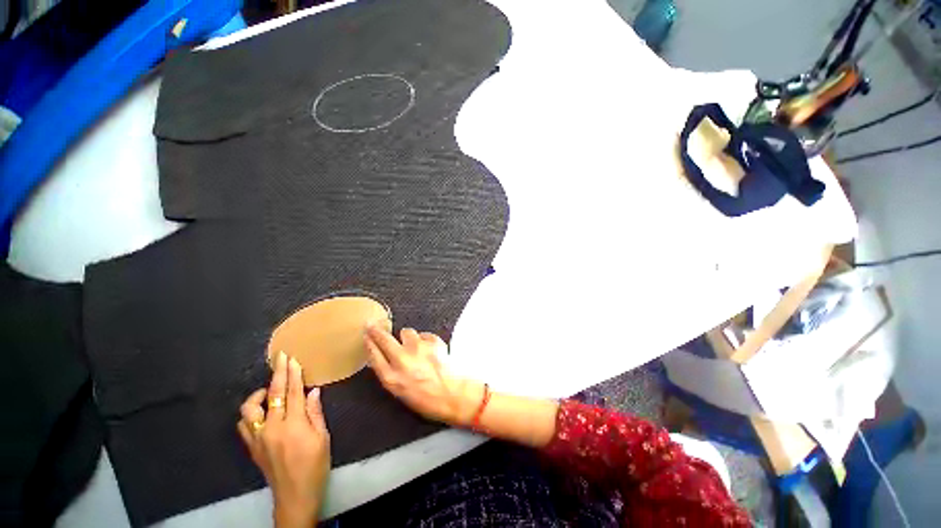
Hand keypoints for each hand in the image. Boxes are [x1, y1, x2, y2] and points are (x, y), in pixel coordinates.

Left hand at [238, 352, 330, 527]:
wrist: (294, 496)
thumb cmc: (315, 466)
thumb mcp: (323, 438)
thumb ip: (315, 413)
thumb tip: (313, 391)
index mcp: (294, 425)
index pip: (292, 392)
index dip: (293, 374)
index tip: (292, 358)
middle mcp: (272, 428)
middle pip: (273, 395)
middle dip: (278, 374)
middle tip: (281, 358)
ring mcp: (258, 438)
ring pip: (250, 409)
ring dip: (259, 394)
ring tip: (269, 389)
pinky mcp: (252, 447)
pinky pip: (244, 425)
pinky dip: (250, 413)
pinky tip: (260, 412)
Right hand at [365, 326, 484, 427]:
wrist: (452, 394)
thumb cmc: (427, 399)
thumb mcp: (400, 393)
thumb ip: (390, 374)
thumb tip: (383, 358)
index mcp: (391, 377)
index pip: (373, 354)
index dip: (369, 342)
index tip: (366, 334)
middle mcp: (402, 360)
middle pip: (384, 338)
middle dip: (377, 331)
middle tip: (374, 325)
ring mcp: (418, 348)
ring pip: (406, 331)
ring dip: (408, 337)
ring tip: (415, 347)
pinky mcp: (432, 341)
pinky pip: (424, 334)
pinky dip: (425, 340)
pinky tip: (429, 350)